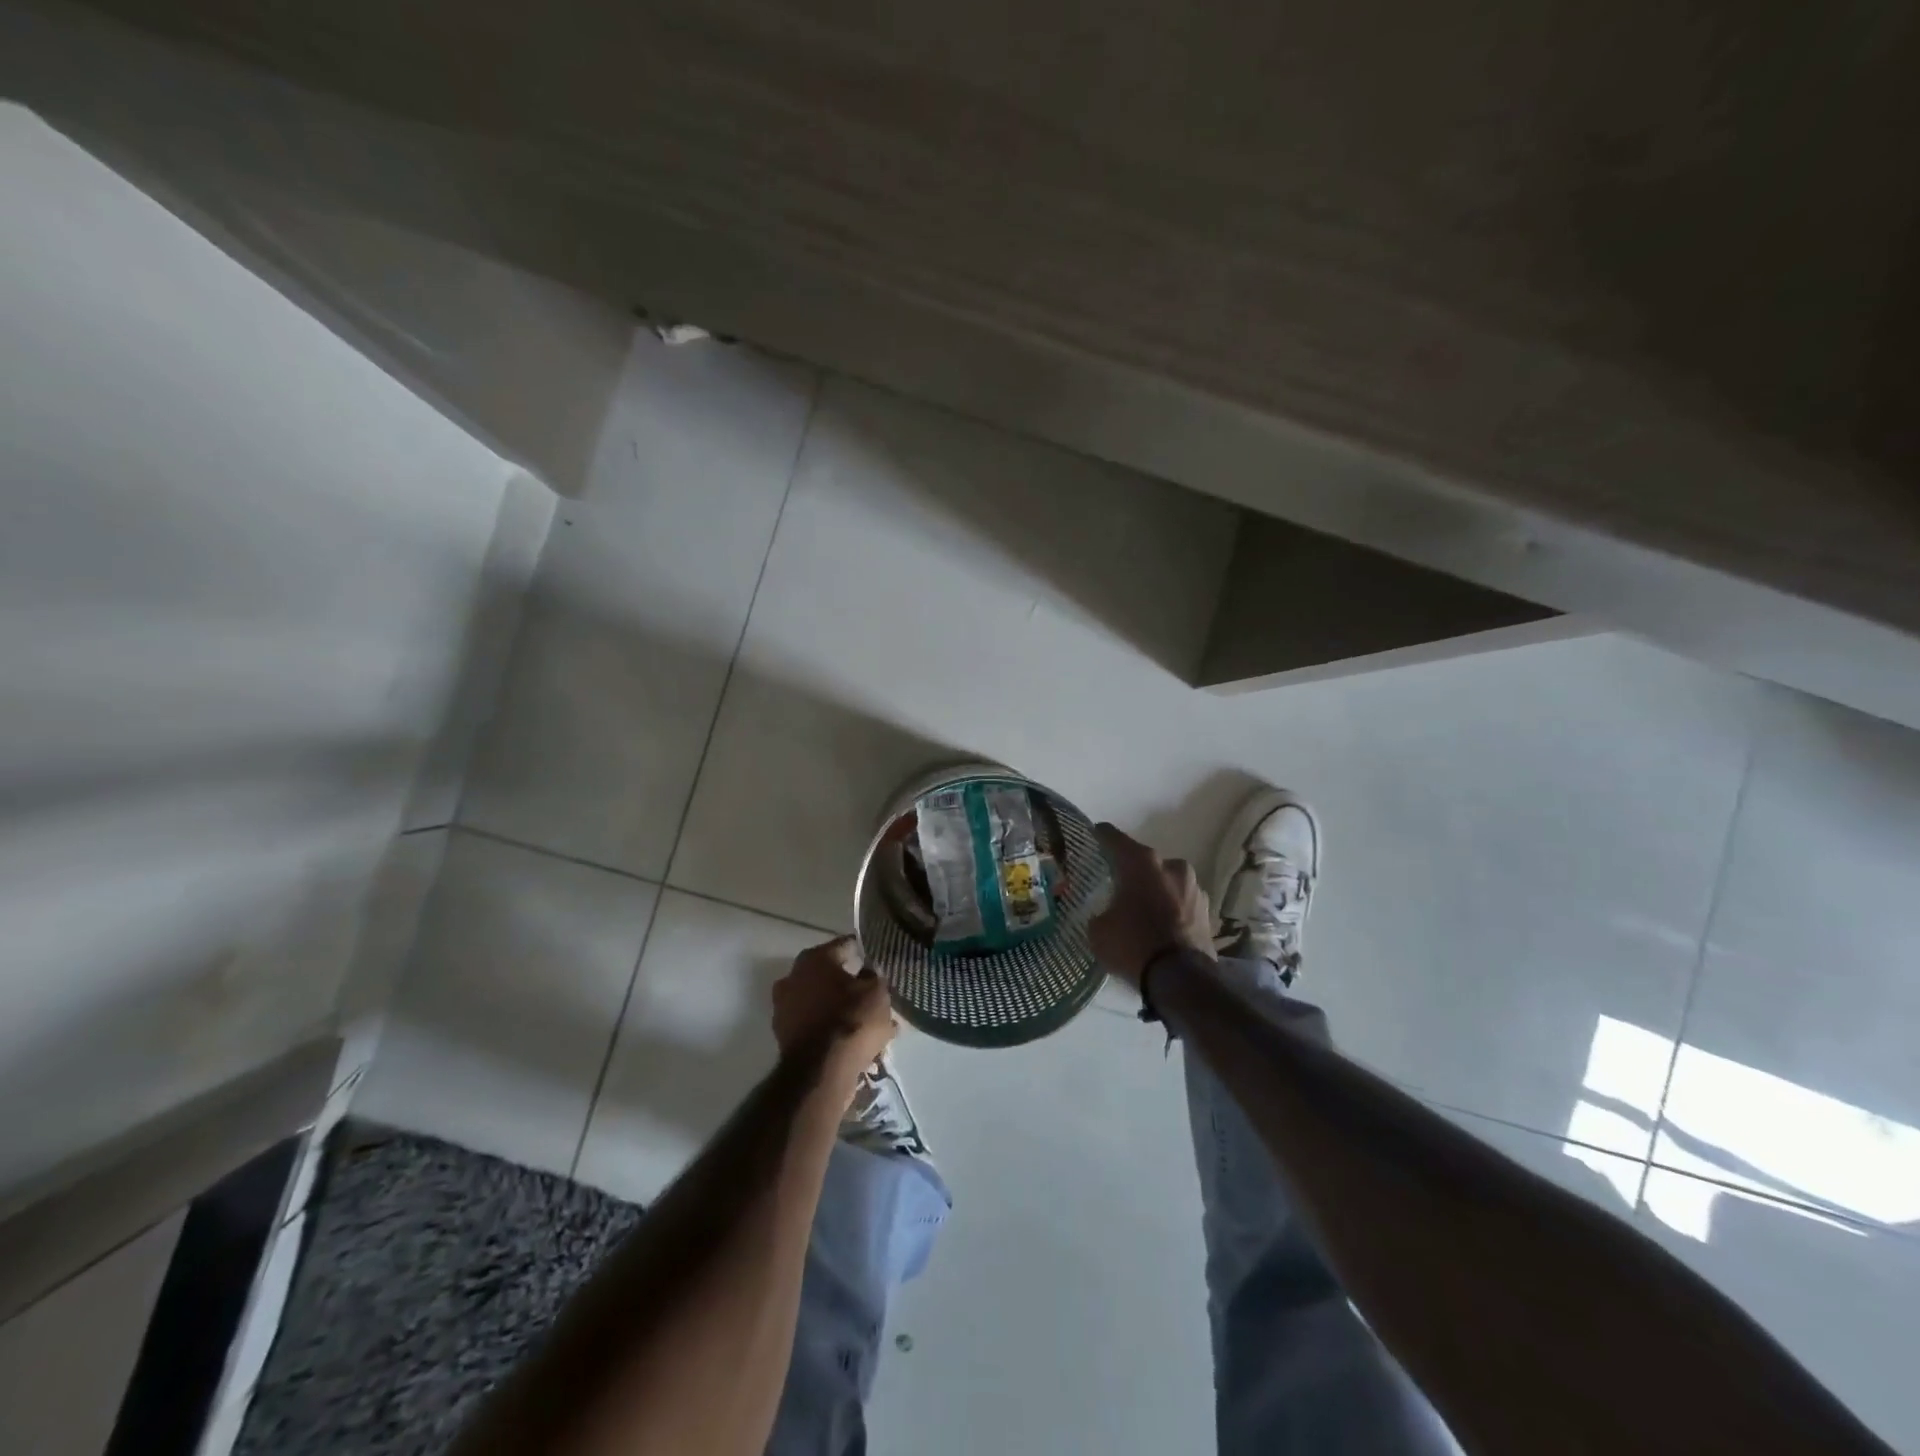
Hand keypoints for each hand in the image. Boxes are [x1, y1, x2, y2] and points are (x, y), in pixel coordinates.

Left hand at [771, 936, 896, 1087]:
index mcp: (815, 958)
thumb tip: (867, 972)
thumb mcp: (877, 992)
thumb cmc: (851, 1019)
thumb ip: (874, 976)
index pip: (844, 945)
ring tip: (866, 1022)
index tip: (876, 959)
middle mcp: (793, 976)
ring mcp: (784, 1007)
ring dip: (839, 1007)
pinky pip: (814, 1024)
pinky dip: (829, 1028)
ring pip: (820, 1001)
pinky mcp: (783, 1035)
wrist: (820, 1071)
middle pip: (828, 974)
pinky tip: (851, 1040)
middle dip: (849, 982)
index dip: (862, 951)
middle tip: (871, 993)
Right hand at [1089, 823, 1213, 987]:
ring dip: (1156, 892)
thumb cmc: (1133, 945)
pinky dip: (1171, 911)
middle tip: (1118, 885)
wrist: (1181, 980)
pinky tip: (1161, 927)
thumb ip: (1101, 914)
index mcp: (1142, 863)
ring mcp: (1194, 888)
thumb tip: (1106, 916)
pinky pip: (1181, 904)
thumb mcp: (1099, 931)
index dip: (1102, 835)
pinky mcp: (1208, 912)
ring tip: (1142, 911)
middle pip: (1146, 862)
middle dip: (1133, 872)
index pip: (1115, 839)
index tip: (1095, 833)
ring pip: (1168, 883)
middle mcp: (1172, 867)